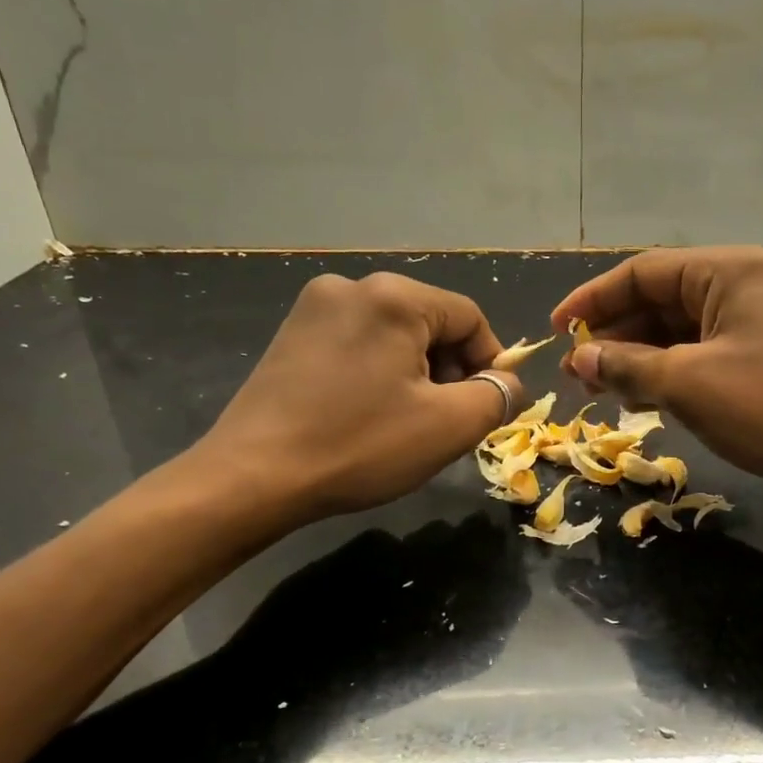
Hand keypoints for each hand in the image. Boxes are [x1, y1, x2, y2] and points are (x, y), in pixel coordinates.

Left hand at [187, 272, 521, 527]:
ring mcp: (313, 308)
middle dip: (450, 372)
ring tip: (408, 424)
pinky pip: (359, 345)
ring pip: (394, 336)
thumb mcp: (449, 426)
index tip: (487, 409)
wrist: (254, 477)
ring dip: (417, 376)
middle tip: (447, 422)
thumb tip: (508, 384)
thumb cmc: (361, 446)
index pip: (470, 318)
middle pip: (430, 323)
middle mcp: (352, 286)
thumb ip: (497, 396)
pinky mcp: (291, 335)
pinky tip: (369, 415)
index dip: (490, 364)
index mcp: (394, 295)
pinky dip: (379, 375)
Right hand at [550, 248, 762, 493]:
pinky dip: (670, 377)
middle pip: (660, 302)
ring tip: (600, 391)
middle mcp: (742, 289)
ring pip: (680, 335)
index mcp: (726, 272)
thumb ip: (627, 367)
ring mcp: (756, 328)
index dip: (592, 300)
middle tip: (575, 373)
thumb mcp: (689, 383)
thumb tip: (579, 359)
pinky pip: (702, 360)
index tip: (555, 333)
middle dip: (614, 336)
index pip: (642, 273)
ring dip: (638, 360)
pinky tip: (644, 403)